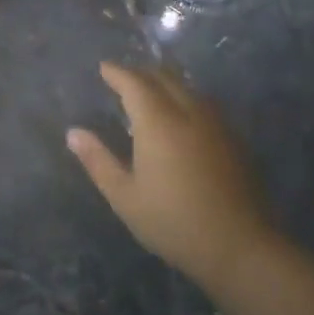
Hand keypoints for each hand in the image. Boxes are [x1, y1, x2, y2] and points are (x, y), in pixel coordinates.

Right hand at [67, 62, 278, 284]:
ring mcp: (217, 124)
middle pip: (164, 78)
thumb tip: (74, 133)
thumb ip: (98, 160)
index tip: (103, 68)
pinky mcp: (234, 139)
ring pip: (188, 88)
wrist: (240, 246)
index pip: (135, 83)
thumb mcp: (125, 196)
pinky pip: (204, 104)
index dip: (117, 73)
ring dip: (166, 83)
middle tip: (123, 78)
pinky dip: (185, 98)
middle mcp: (189, 112)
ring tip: (150, 92)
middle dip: (141, 73)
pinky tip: (181, 117)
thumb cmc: (173, 222)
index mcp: (158, 122)